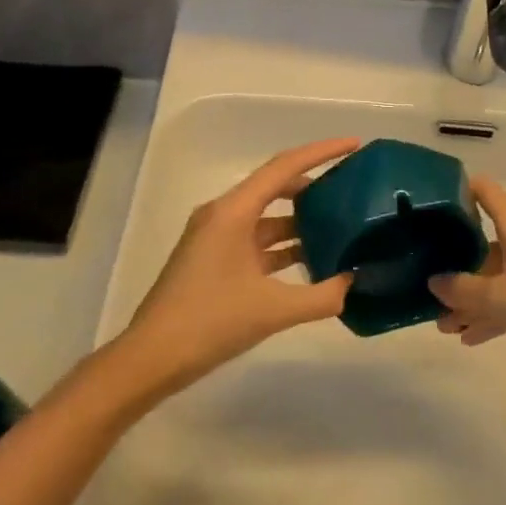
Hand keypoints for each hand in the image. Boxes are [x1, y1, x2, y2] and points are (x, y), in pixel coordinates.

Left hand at [118, 138, 359, 393]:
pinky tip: (310, 260)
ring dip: (300, 219)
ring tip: (339, 226)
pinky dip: (283, 244)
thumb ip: (321, 296)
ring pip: (266, 215)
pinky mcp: (213, 258)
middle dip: (313, 185)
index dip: (321, 152)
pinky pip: (256, 239)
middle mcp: (223, 214)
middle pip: (275, 185)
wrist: (151, 359)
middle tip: (350, 189)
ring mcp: (216, 236)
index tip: (353, 145)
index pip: (284, 167)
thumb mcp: (272, 310)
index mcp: (233, 211)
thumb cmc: (209, 323)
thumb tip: (353, 284)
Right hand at [429, 175, 505, 378]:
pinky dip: (488, 316)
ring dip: (467, 297)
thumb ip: (463, 289)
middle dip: (451, 259)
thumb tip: (433, 281)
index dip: (457, 188)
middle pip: (480, 240)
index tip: (427, 200)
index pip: (484, 191)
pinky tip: (467, 338)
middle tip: (420, 276)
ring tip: (440, 324)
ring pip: (491, 278)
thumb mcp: (502, 297)